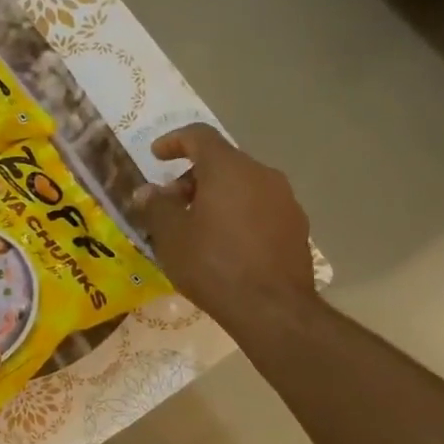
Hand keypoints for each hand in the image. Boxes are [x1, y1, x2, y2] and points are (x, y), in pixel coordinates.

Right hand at [132, 124, 315, 324]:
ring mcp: (284, 199)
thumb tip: (147, 191)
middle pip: (222, 162)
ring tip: (197, 229)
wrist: (272, 307)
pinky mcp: (296, 226)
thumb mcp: (171, 237)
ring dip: (216, 198)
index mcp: (228, 169)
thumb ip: (156, 207)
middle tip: (171, 205)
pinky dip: (238, 215)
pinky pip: (259, 208)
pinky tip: (225, 246)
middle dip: (192, 178)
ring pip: (243, 186)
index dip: (174, 141)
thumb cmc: (213, 265)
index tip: (156, 155)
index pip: (199, 136)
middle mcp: (261, 174)